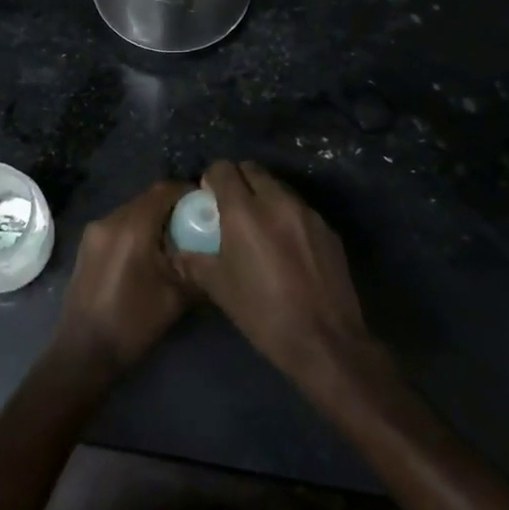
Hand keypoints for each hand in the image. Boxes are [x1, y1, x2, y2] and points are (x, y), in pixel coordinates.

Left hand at [55, 180, 192, 374]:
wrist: (83, 352)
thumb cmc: (132, 323)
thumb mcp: (176, 297)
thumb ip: (196, 266)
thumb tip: (214, 251)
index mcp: (132, 227)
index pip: (164, 191)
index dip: (187, 193)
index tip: (206, 206)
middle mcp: (110, 220)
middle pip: (147, 200)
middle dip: (172, 208)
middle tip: (195, 226)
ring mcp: (94, 232)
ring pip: (132, 212)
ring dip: (153, 220)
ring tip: (174, 243)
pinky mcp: (87, 246)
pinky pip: (118, 226)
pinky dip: (137, 231)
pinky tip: (149, 256)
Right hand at [177, 161, 375, 388]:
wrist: (325, 341)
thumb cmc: (263, 314)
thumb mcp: (220, 288)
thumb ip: (196, 261)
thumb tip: (181, 252)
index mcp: (244, 211)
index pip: (223, 169)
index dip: (212, 179)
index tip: (209, 197)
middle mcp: (276, 201)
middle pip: (252, 169)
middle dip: (238, 181)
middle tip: (232, 208)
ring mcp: (306, 212)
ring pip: (278, 186)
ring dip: (264, 196)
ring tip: (260, 227)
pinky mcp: (327, 228)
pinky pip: (299, 208)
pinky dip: (287, 215)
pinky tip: (287, 246)